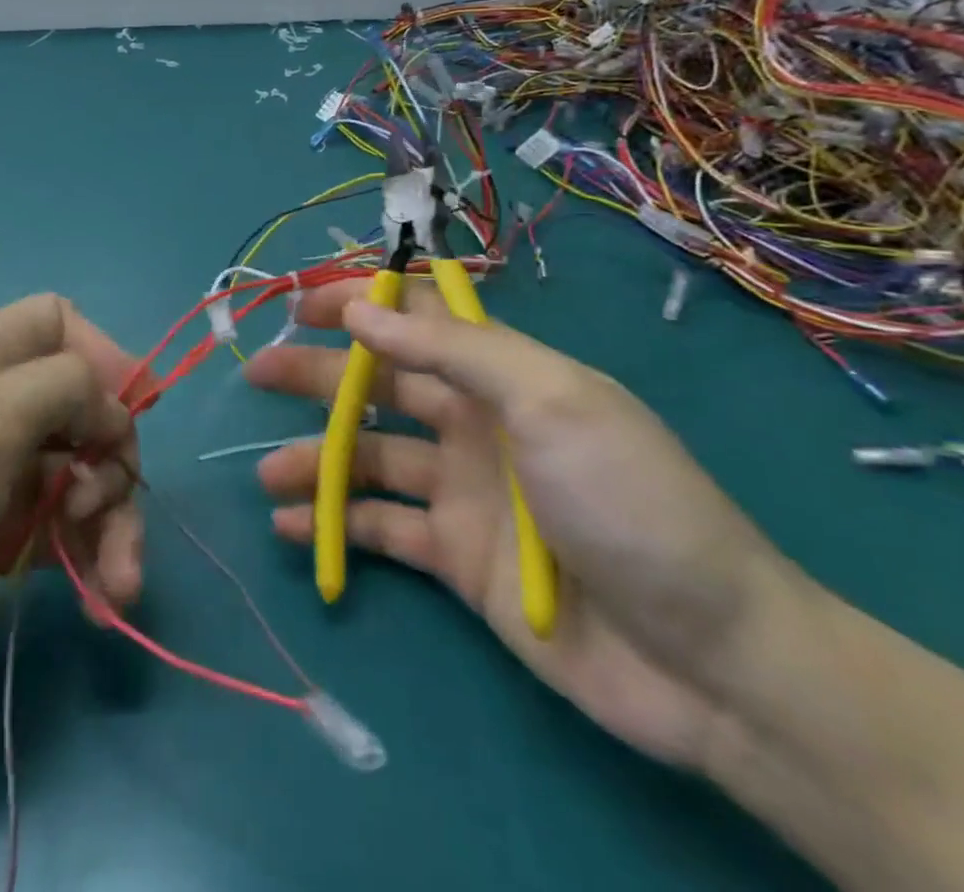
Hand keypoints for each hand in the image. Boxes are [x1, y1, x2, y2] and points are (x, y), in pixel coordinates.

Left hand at [0, 294, 146, 734]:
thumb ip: (68, 388)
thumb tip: (114, 410)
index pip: (61, 324)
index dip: (104, 357)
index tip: (135, 411)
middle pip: (83, 407)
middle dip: (114, 457)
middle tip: (100, 509)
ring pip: (80, 475)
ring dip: (112, 523)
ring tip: (119, 584)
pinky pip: (58, 530)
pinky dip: (88, 559)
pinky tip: (104, 601)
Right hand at [247, 279, 798, 769]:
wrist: (706, 659)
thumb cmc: (627, 500)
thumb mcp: (549, 400)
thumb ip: (452, 351)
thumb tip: (362, 311)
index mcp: (503, 375)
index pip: (418, 320)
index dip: (361, 305)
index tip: (302, 304)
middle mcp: (476, 424)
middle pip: (381, 386)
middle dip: (318, 375)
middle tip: (256, 373)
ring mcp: (463, 492)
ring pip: (370, 459)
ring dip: (314, 459)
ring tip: (265, 474)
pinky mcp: (456, 558)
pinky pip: (382, 529)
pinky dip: (337, 525)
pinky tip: (293, 528)